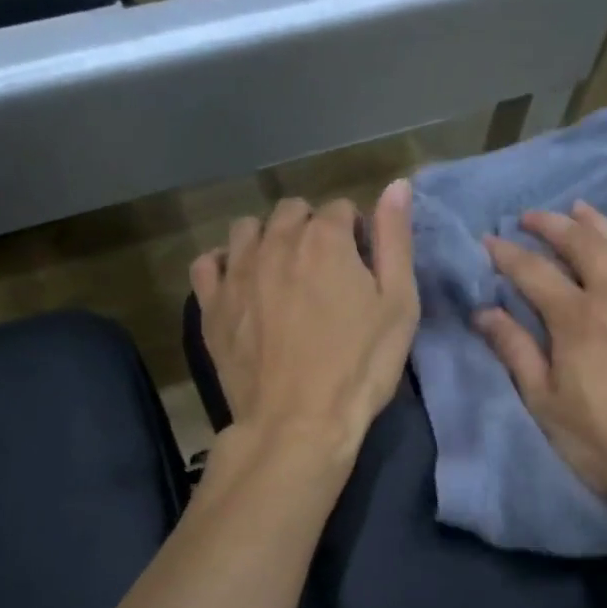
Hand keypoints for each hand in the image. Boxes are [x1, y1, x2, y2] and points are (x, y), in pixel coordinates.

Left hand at [191, 182, 419, 471]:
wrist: (298, 423)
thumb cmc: (359, 367)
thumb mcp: (398, 305)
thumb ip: (395, 240)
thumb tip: (396, 184)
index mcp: (325, 238)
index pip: (340, 209)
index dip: (354, 235)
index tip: (360, 268)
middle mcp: (275, 242)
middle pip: (292, 211)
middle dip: (310, 230)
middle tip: (324, 274)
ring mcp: (237, 272)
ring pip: (247, 229)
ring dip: (267, 240)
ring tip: (282, 275)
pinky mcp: (211, 305)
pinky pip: (207, 263)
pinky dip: (224, 265)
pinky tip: (240, 285)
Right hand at [475, 202, 606, 533]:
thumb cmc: (604, 444)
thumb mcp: (545, 403)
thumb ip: (516, 351)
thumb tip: (484, 312)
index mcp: (577, 320)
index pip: (534, 273)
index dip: (507, 254)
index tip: (488, 240)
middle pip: (583, 247)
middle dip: (553, 226)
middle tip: (531, 216)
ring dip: (602, 225)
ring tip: (581, 209)